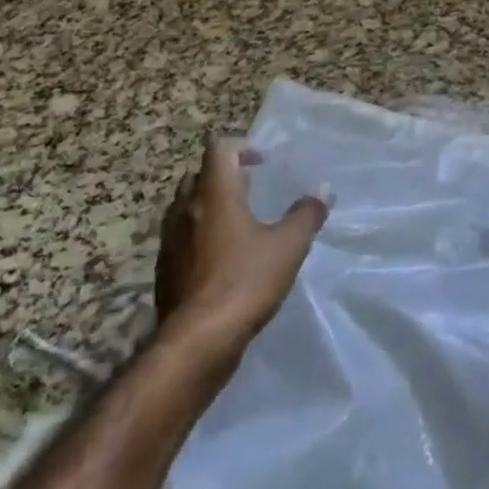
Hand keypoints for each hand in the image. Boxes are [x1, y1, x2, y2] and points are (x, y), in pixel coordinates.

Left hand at [155, 140, 329, 343]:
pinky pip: (183, 236)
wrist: (198, 340)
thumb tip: (322, 193)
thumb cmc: (245, 281)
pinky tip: (224, 256)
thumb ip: (306, 215)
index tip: (263, 161)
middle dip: (226, 175)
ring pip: (189, 206)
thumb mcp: (288, 246)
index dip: (242, 147)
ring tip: (240, 221)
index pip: (219, 149)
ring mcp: (170, 240)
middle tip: (253, 186)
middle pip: (201, 175)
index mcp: (214, 194)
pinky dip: (202, 233)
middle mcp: (186, 209)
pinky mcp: (165, 268)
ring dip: (212, 205)